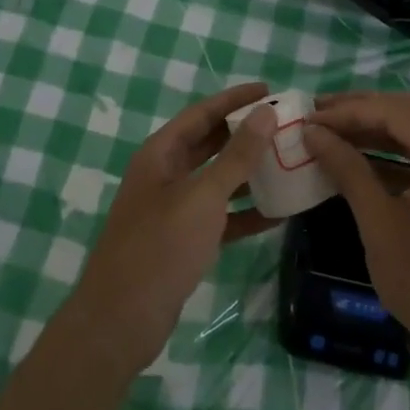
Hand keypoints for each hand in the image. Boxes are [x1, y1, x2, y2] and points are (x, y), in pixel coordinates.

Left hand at [66, 84, 279, 375]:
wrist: (121, 320)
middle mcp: (165, 175)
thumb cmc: (160, 247)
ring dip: (249, 173)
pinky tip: (279, 213)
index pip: (202, 113)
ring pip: (217, 180)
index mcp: (160, 154)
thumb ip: (236, 156)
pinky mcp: (184, 241)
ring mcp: (173, 209)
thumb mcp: (203, 196)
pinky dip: (245, 213)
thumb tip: (264, 113)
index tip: (269, 89)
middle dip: (245, 133)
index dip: (234, 99)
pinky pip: (220, 217)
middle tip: (284, 125)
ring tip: (289, 163)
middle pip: (210, 143)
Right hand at [303, 92, 409, 372]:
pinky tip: (362, 162)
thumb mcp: (379, 222)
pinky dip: (394, 153)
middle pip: (409, 113)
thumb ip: (348, 169)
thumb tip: (313, 132)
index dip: (349, 110)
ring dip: (376, 129)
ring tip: (333, 134)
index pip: (394, 111)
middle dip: (362, 110)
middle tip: (318, 116)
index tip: (309, 119)